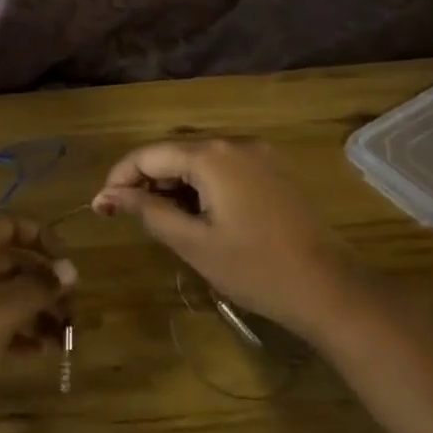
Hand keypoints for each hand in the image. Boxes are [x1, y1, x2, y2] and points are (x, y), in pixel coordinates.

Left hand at [0, 214, 75, 414]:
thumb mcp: (4, 309)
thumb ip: (40, 288)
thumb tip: (71, 271)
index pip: (15, 225)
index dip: (46, 241)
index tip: (69, 269)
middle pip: (15, 263)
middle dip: (47, 286)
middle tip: (75, 314)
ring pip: (6, 295)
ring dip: (37, 313)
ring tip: (64, 341)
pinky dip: (16, 332)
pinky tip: (39, 352)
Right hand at [92, 139, 345, 335]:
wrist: (331, 289)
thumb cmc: (256, 269)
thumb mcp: (193, 243)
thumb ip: (148, 211)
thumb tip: (109, 195)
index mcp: (212, 155)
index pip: (149, 154)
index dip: (120, 177)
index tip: (101, 207)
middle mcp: (235, 143)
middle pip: (174, 152)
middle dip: (145, 180)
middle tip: (125, 215)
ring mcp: (259, 155)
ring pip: (198, 160)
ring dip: (172, 184)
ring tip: (158, 219)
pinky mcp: (272, 172)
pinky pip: (223, 168)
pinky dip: (200, 186)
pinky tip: (194, 215)